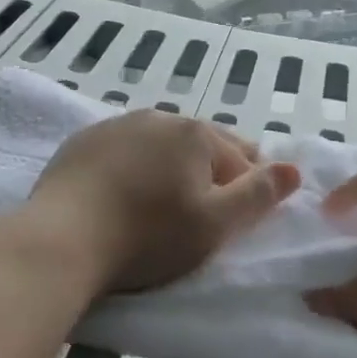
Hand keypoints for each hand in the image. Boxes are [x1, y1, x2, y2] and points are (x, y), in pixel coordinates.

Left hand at [27, 111, 300, 294]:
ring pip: (161, 145)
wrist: (62, 240)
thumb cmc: (148, 235)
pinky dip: (134, 167)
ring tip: (164, 203)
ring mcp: (116, 125)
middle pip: (201, 145)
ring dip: (171, 167)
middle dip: (211, 172)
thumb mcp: (215, 224)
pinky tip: (124, 193)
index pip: (241, 158)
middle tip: (203, 211)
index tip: (237, 219)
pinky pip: (124, 151)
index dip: (247, 188)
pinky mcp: (83, 142)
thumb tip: (294, 169)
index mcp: (195, 133)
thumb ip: (258, 195)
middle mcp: (158, 117)